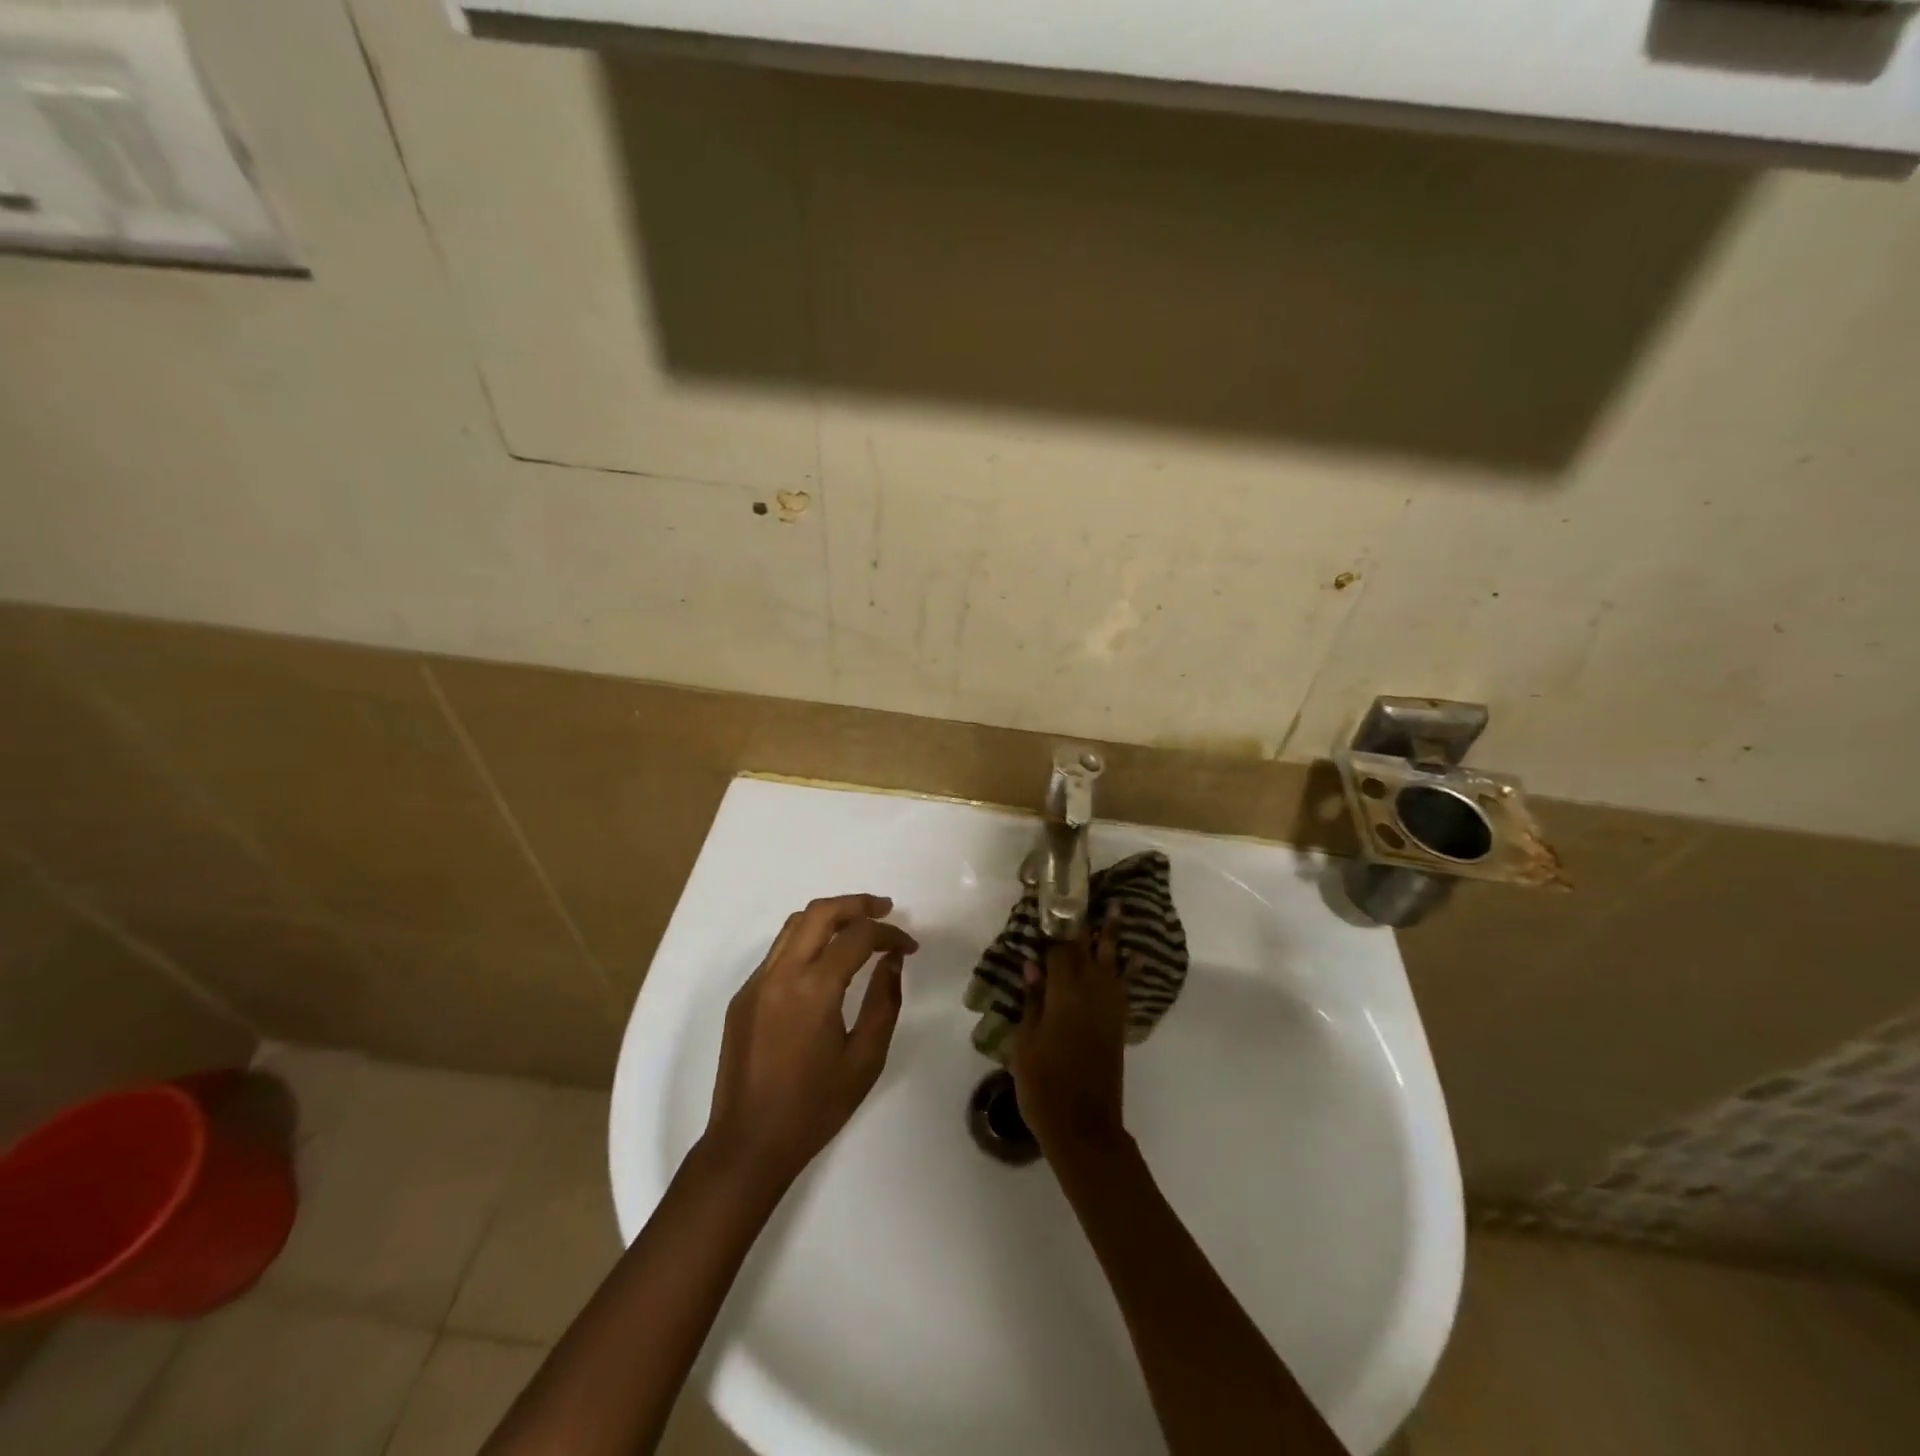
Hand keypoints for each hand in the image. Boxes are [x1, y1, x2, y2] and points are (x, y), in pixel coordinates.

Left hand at [704, 894, 917, 1190]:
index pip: (857, 936)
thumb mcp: (865, 1059)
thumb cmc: (815, 1107)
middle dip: (856, 904)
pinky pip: (778, 952)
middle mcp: (781, 974)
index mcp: (814, 989)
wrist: (748, 1144)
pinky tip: (825, 961)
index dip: (889, 933)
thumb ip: (884, 1001)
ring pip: (794, 925)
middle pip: (820, 912)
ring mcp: (756, 983)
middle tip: (885, 910)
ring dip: (829, 916)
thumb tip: (891, 960)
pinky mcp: (743, 996)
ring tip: (858, 926)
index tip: (910, 946)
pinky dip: (807, 940)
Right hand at [1010, 907, 1128, 1162]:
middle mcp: (1090, 994)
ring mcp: (1108, 1009)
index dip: (1055, 925)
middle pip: (1088, 949)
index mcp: (1063, 995)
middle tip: (1089, 893)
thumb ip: (1032, 1001)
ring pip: (1111, 963)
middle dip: (1087, 921)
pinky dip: (1129, 969)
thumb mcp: (1025, 1043)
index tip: (1052, 901)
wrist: (1083, 1127)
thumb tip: (1033, 965)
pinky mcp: (1117, 1024)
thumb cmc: (1044, 1085)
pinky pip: (1124, 986)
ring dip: (1113, 936)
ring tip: (1118, 910)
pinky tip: (1134, 957)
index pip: (1059, 949)